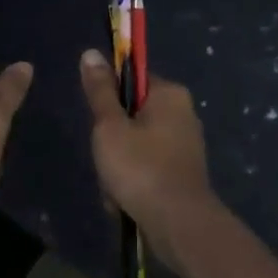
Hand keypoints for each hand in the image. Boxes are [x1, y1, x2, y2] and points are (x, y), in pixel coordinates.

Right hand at [79, 50, 222, 277]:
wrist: (179, 225)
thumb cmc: (141, 168)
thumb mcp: (110, 126)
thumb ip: (100, 91)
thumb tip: (91, 52)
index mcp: (170, 95)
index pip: (132, 80)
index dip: (109, 98)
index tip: (99, 121)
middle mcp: (183, 114)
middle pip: (131, 116)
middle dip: (112, 141)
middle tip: (106, 159)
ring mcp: (185, 146)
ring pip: (136, 146)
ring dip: (118, 167)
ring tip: (114, 188)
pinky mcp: (183, 174)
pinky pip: (147, 168)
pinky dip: (133, 183)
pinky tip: (124, 202)